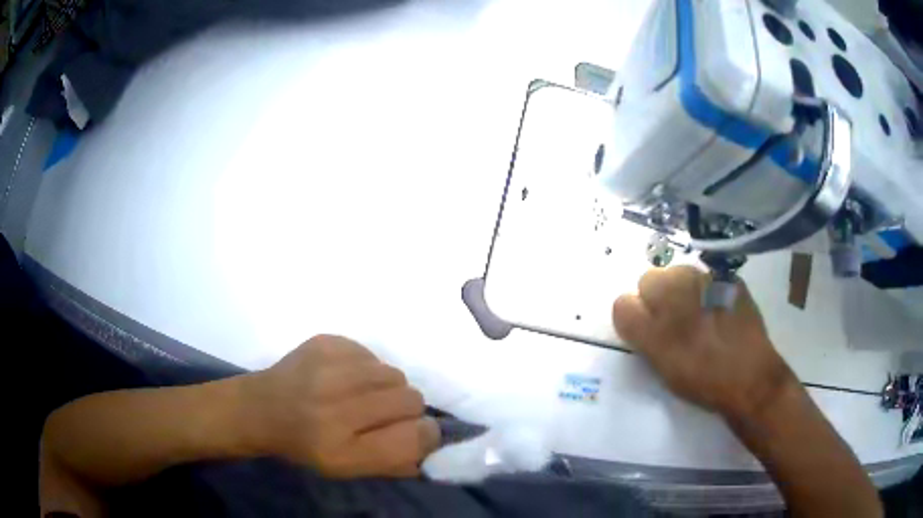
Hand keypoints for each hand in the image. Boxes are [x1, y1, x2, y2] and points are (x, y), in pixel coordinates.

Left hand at [241, 335, 439, 477]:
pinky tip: (344, 375)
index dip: (426, 434)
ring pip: (394, 373)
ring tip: (362, 393)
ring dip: (386, 386)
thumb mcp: (346, 469)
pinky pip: (370, 352)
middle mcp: (335, 409)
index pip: (413, 438)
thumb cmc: (304, 447)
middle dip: (405, 408)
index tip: (418, 432)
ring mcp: (328, 370)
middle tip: (383, 412)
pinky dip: (366, 366)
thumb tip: (431, 442)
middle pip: (410, 400)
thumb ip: (392, 462)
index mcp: (342, 450)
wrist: (259, 409)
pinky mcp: (323, 343)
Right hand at [612, 266, 796, 420]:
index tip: (648, 329)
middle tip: (674, 320)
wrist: (750, 376)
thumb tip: (633, 312)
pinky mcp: (727, 277)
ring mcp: (705, 280)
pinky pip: (705, 277)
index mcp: (654, 322)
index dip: (634, 316)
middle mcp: (675, 293)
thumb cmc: (703, 380)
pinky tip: (719, 311)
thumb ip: (642, 336)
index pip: (623, 303)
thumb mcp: (662, 367)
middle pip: (649, 279)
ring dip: (681, 289)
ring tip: (699, 314)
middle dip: (656, 296)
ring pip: (678, 273)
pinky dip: (706, 290)